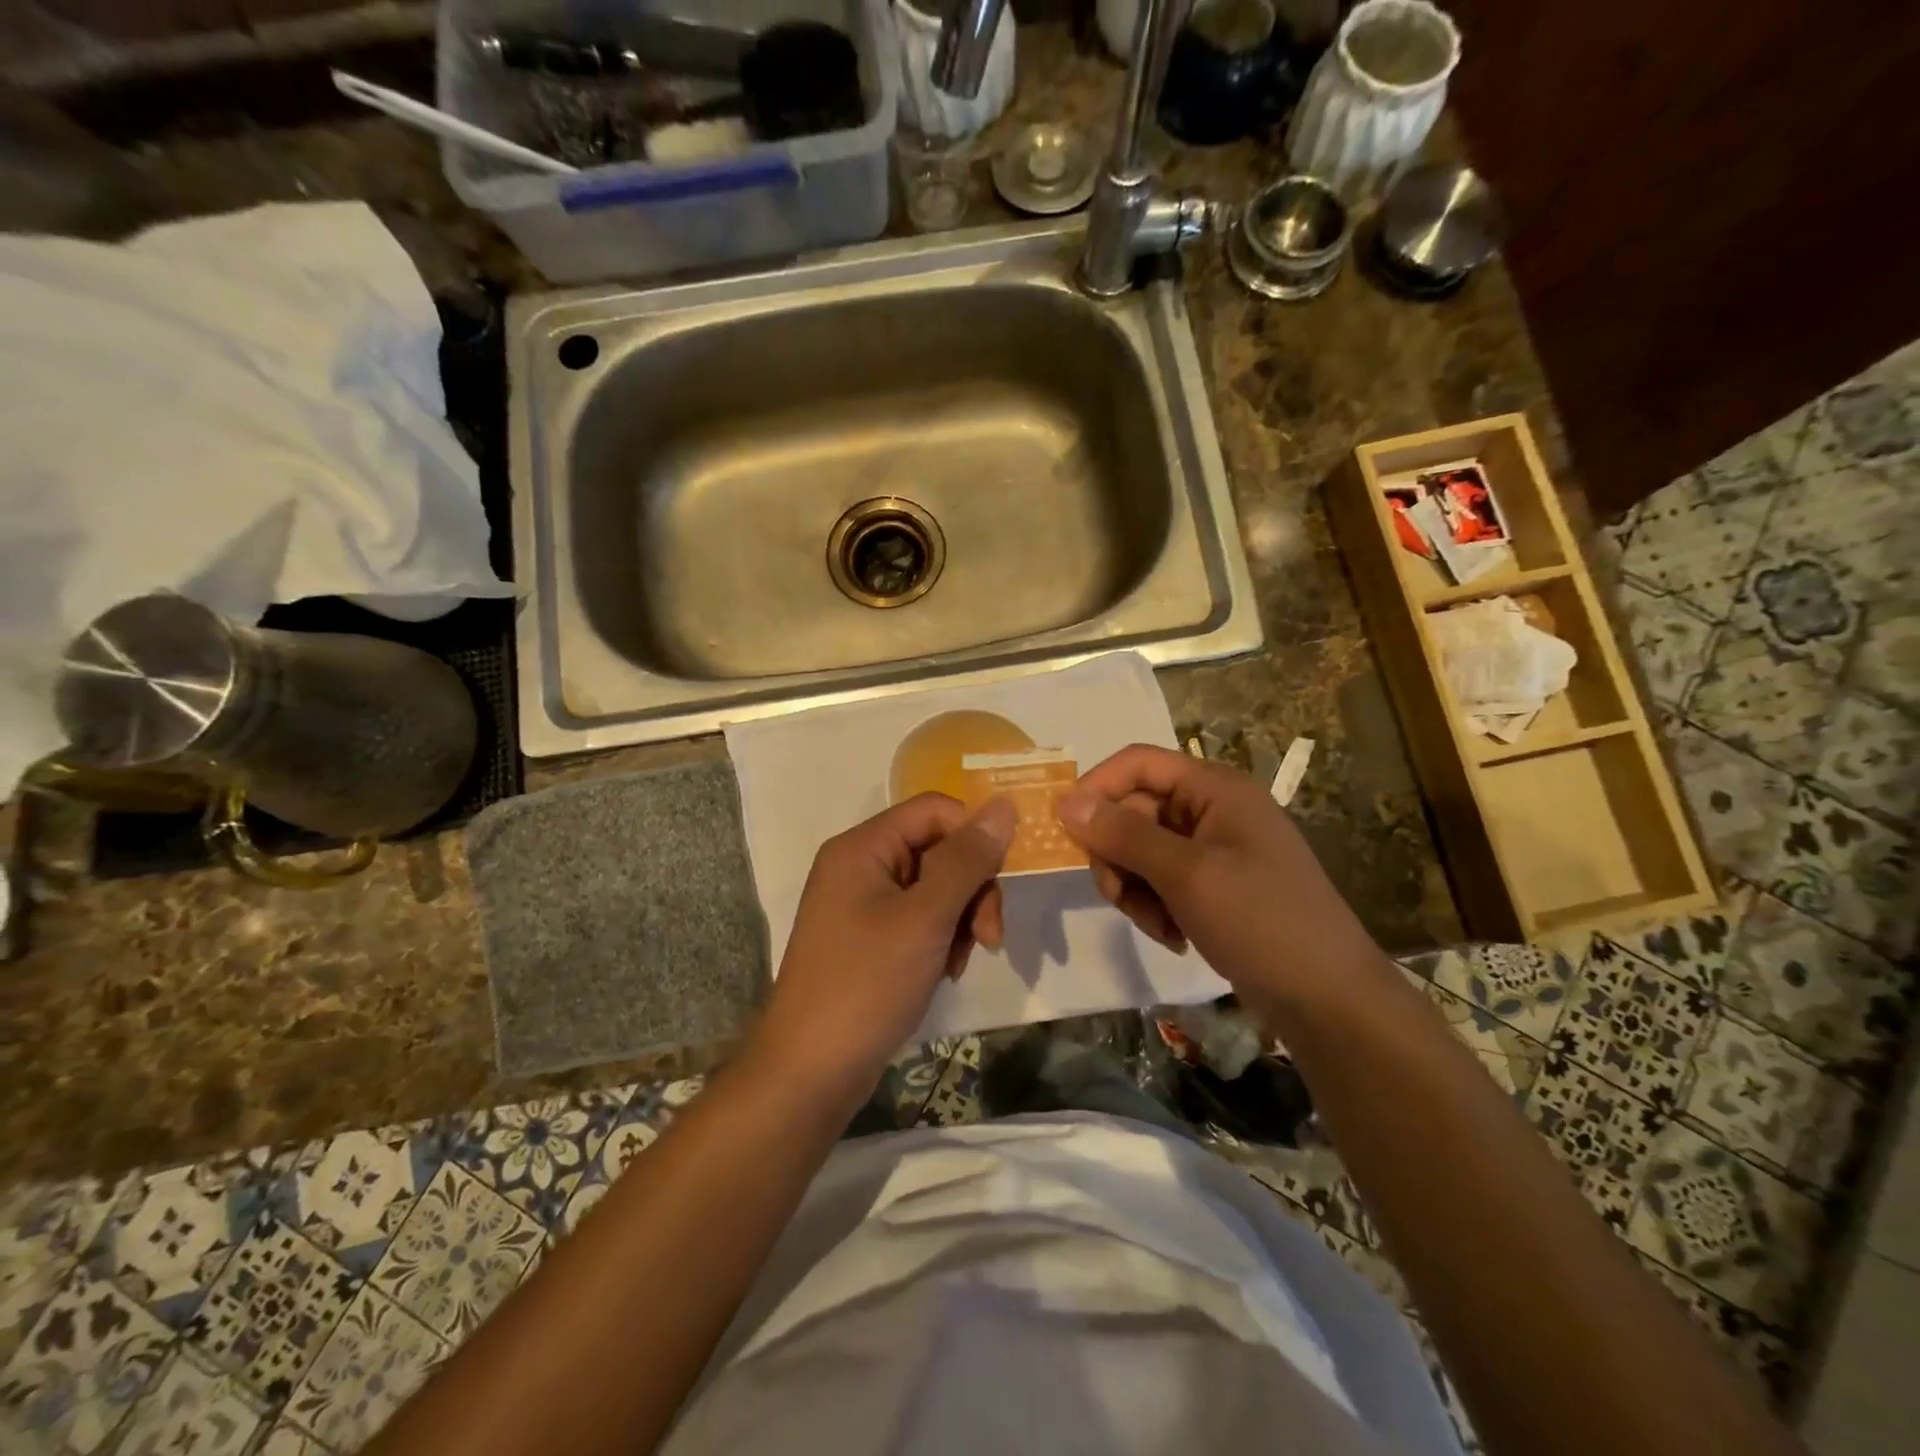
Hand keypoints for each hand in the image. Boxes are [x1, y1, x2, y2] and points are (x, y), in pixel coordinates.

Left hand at [754, 794, 1015, 1103]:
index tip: (1001, 882)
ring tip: (957, 962)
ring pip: (935, 887)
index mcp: (863, 847)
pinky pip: (918, 919)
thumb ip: (966, 860)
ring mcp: (861, 904)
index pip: (935, 810)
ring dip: (960, 919)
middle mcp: (859, 866)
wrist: (810, 1073)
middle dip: (971, 889)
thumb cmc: (866, 985)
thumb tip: (1003, 806)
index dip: (974, 837)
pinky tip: (944, 972)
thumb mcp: (925, 918)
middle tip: (988, 937)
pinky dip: (940, 939)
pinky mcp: (868, 938)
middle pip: (938, 849)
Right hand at [1056, 745, 1382, 1011]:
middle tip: (1115, 894)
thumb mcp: (1185, 873)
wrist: (1328, 998)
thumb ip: (1123, 834)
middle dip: (1117, 854)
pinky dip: (1155, 906)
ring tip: (1156, 924)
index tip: (1065, 829)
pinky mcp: (1213, 886)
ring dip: (1134, 887)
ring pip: (1141, 850)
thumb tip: (1065, 801)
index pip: (1138, 763)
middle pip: (1134, 810)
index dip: (1097, 788)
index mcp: (1214, 788)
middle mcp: (1212, 809)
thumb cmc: (1260, 919)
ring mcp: (1214, 850)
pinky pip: (1161, 881)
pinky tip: (1173, 936)